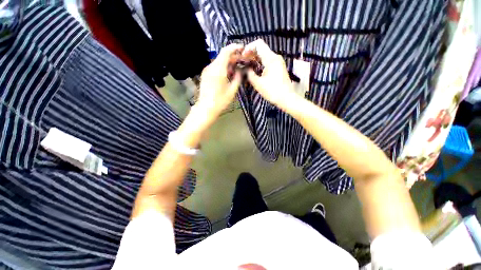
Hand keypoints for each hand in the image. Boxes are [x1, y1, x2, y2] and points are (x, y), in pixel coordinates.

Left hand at [195, 43, 242, 126]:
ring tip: (237, 68)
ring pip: (219, 62)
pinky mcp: (205, 75)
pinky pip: (215, 67)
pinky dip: (223, 67)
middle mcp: (211, 67)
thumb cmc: (220, 101)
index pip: (226, 52)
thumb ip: (237, 78)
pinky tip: (228, 74)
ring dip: (228, 62)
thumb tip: (240, 70)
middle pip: (222, 56)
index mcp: (218, 69)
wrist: (206, 109)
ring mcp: (207, 71)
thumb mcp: (232, 90)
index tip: (243, 48)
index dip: (235, 47)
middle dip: (233, 56)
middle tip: (242, 60)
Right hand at [245, 39, 296, 108]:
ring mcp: (278, 62)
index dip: (248, 48)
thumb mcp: (258, 83)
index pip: (258, 44)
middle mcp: (275, 57)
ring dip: (255, 59)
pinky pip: (268, 61)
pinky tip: (255, 70)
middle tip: (243, 62)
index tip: (243, 57)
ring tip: (247, 66)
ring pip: (264, 55)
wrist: (287, 98)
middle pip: (261, 49)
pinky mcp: (279, 67)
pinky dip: (260, 63)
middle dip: (251, 54)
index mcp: (270, 58)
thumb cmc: (272, 91)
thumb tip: (245, 69)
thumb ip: (250, 74)